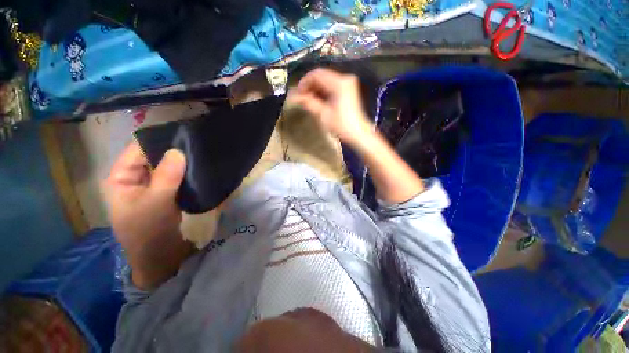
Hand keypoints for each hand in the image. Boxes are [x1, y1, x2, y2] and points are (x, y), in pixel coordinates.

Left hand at [102, 142, 192, 288]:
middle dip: (173, 151)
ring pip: (167, 167)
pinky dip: (186, 173)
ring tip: (201, 154)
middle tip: (197, 145)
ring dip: (182, 163)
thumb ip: (166, 176)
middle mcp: (136, 178)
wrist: (159, 257)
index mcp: (122, 177)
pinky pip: (176, 177)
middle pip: (154, 157)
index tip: (183, 134)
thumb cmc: (148, 231)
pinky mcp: (167, 193)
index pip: (138, 149)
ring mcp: (153, 186)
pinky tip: (200, 169)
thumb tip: (179, 150)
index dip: (158, 140)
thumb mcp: (156, 202)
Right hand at [288, 68, 372, 145]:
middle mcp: (344, 78)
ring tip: (307, 100)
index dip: (304, 82)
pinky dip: (323, 91)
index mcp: (339, 83)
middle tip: (301, 97)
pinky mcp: (348, 89)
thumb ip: (308, 102)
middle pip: (321, 76)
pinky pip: (332, 85)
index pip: (316, 74)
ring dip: (315, 89)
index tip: (297, 93)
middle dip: (309, 86)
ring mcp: (347, 83)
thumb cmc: (341, 125)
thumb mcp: (323, 114)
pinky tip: (317, 100)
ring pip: (326, 80)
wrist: (358, 133)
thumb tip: (293, 96)